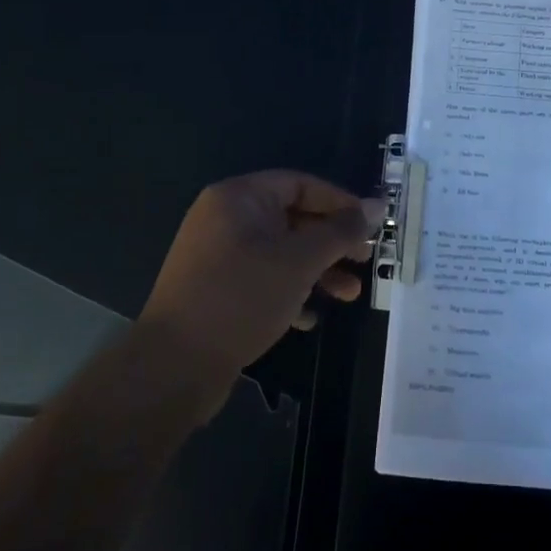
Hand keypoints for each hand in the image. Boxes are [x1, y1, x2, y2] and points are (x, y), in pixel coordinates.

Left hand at [139, 171, 383, 396]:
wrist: (174, 366)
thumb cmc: (241, 298)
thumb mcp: (300, 261)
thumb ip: (341, 231)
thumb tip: (377, 205)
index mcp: (239, 197)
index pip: (300, 183)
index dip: (340, 202)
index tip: (371, 225)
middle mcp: (224, 218)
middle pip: (292, 218)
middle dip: (332, 242)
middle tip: (364, 261)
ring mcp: (217, 255)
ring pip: (280, 252)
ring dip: (317, 271)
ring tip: (349, 295)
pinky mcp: (215, 290)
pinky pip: (262, 279)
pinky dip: (290, 291)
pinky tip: (309, 318)